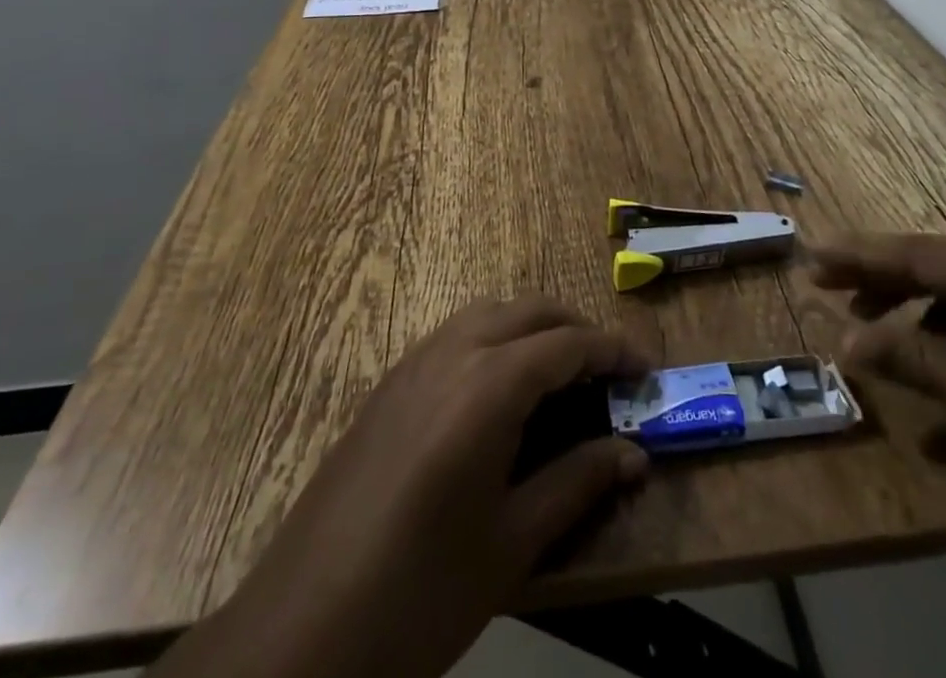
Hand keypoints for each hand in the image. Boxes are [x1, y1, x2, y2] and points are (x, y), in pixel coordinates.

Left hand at [152, 297, 650, 677]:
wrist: (299, 635)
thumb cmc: (420, 594)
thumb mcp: (512, 542)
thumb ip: (577, 483)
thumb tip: (635, 453)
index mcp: (488, 385)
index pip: (568, 344)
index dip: (614, 351)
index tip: (646, 369)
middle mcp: (452, 353)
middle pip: (529, 311)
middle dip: (575, 329)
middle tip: (608, 371)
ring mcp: (412, 363)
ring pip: (488, 314)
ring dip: (532, 328)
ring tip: (560, 375)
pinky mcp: (387, 385)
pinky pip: (454, 335)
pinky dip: (492, 339)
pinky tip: (498, 392)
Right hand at [809, 233, 945, 564]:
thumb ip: (917, 360)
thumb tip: (845, 341)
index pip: (924, 255)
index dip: (862, 256)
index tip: (810, 255)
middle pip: (942, 264)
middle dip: (881, 276)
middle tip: (824, 282)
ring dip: (914, 303)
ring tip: (867, 321)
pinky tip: (933, 347)